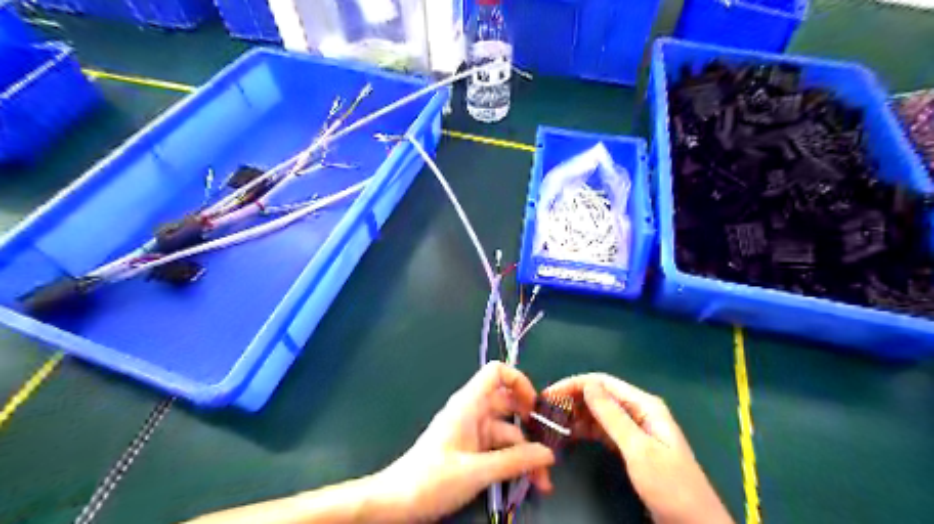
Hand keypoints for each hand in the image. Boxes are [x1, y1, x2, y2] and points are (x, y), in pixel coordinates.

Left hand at [375, 364, 551, 523]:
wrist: (397, 502)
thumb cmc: (431, 479)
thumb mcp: (477, 471)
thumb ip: (515, 462)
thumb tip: (548, 454)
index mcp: (469, 404)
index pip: (496, 372)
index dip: (519, 381)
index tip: (536, 406)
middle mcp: (473, 412)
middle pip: (509, 404)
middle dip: (530, 425)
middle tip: (549, 448)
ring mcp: (472, 431)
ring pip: (507, 431)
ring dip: (526, 452)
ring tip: (542, 481)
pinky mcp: (471, 450)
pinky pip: (499, 448)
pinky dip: (514, 461)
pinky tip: (527, 480)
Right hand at [546, 372, 732, 523]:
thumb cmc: (669, 485)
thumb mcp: (638, 449)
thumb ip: (612, 416)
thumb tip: (587, 384)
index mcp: (644, 405)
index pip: (602, 383)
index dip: (573, 385)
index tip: (548, 395)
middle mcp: (637, 411)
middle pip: (599, 396)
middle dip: (572, 400)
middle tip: (545, 412)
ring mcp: (634, 429)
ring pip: (598, 413)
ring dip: (576, 415)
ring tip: (552, 423)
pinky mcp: (629, 446)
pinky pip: (601, 430)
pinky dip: (584, 430)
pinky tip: (568, 434)